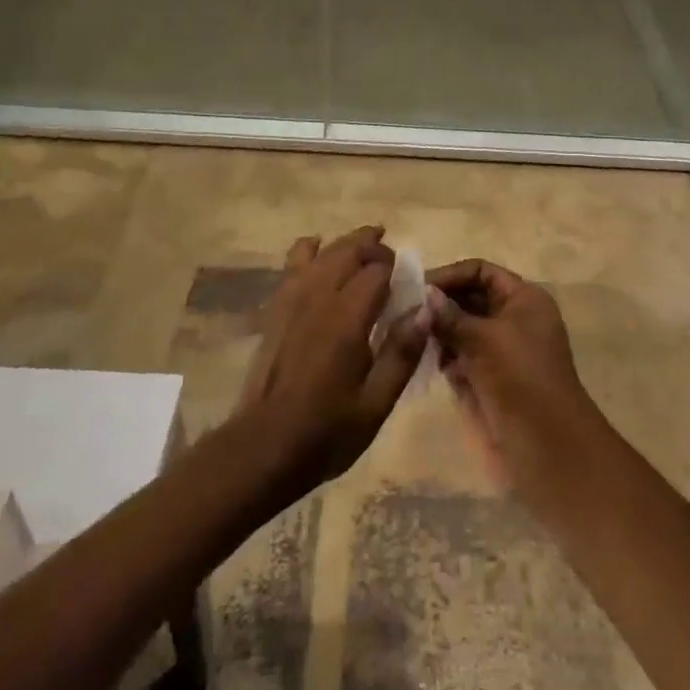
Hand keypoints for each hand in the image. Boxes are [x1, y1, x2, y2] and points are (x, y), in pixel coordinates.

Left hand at [235, 227, 427, 496]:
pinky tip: (316, 249)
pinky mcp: (275, 310)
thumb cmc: (326, 431)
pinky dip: (308, 250)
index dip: (396, 269)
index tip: (408, 282)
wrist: (263, 447)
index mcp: (347, 318)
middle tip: (391, 256)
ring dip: (345, 243)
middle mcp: (318, 298)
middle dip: (372, 246)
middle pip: (348, 251)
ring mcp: (291, 301)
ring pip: (321, 252)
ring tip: (365, 242)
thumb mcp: (376, 403)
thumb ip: (401, 353)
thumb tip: (426, 310)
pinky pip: (292, 265)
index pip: (377, 271)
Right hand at [425, 259, 604, 504]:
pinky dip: (440, 354)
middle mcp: (512, 319)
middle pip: (469, 298)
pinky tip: (419, 357)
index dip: (451, 275)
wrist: (546, 448)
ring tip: (404, 332)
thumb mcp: (484, 339)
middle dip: (438, 302)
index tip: (417, 287)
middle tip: (401, 310)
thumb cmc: (520, 379)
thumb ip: (450, 315)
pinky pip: (458, 356)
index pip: (482, 272)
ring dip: (435, 329)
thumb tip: (423, 293)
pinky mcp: (486, 379)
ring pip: (460, 328)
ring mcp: (498, 352)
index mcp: (524, 300)